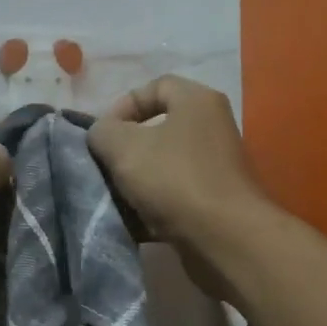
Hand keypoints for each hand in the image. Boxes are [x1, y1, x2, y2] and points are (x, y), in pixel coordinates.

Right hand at [87, 76, 267, 300]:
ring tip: (112, 197)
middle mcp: (211, 129)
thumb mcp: (122, 146)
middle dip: (124, 149)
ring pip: (160, 166)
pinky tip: (130, 221)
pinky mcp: (212, 203)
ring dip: (133, 182)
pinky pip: (171, 197)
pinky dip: (150, 207)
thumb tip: (102, 135)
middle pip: (156, 130)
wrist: (224, 239)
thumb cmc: (173, 179)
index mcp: (197, 102)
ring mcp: (214, 168)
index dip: (122, 106)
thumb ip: (102, 131)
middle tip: (103, 166)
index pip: (154, 86)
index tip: (102, 134)